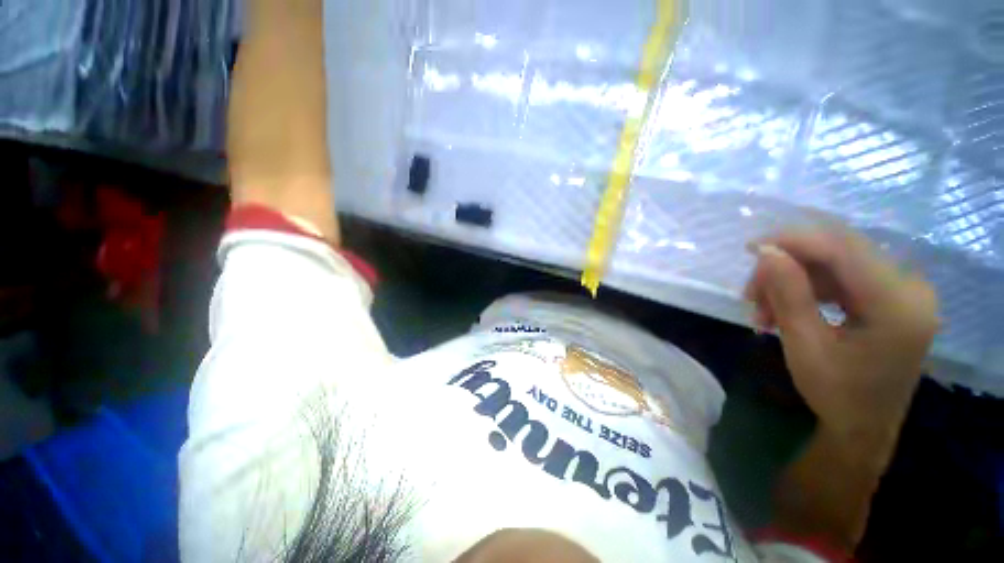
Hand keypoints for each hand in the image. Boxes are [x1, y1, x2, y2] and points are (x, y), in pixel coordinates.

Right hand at [743, 229, 938, 453]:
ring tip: (763, 310)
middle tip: (751, 293)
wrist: (865, 428)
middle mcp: (910, 288)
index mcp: (897, 304)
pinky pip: (843, 278)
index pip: (842, 249)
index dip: (793, 241)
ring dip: (794, 280)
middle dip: (788, 266)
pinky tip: (786, 309)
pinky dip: (809, 289)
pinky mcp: (892, 298)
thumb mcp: (805, 345)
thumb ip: (788, 294)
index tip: (749, 249)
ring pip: (836, 264)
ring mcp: (904, 292)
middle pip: (839, 252)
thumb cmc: (837, 395)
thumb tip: (766, 252)